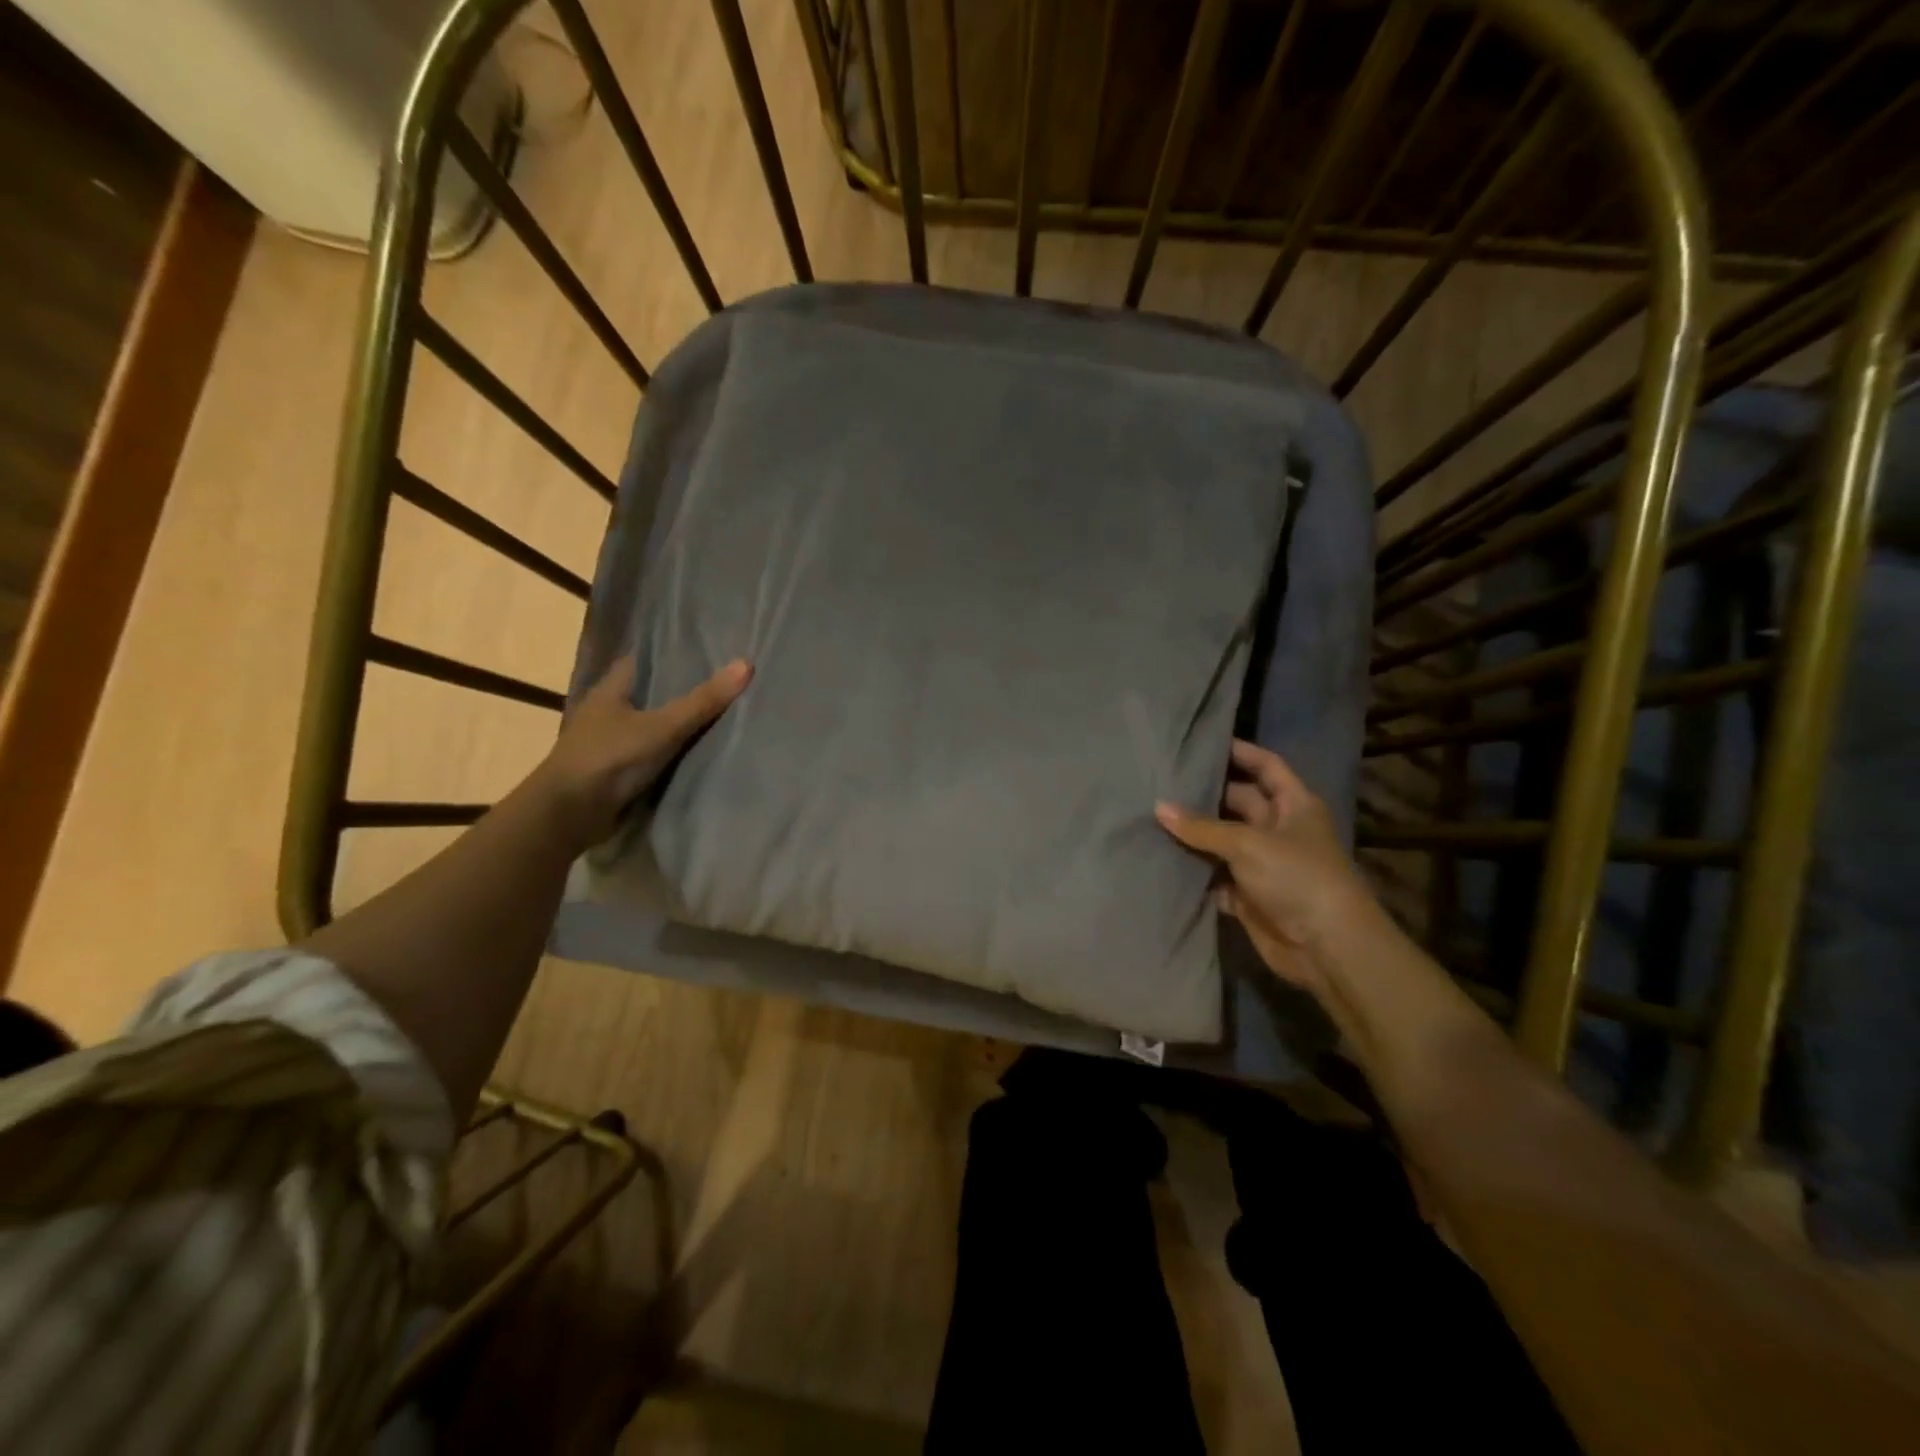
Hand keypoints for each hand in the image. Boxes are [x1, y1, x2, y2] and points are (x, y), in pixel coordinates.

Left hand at [534, 654, 751, 846]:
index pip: (641, 661)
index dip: (669, 654)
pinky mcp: (614, 771)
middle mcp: (606, 711)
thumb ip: (703, 701)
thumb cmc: (610, 758)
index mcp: (609, 690)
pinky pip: (649, 753)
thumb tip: (746, 664)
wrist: (569, 814)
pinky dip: (669, 751)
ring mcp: (608, 743)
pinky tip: (697, 751)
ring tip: (718, 714)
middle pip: (648, 693)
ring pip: (649, 724)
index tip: (704, 651)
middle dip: (678, 690)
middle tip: (721, 682)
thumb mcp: (663, 727)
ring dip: (674, 723)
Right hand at [1156, 740, 1377, 1000]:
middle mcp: (1279, 829)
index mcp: (1294, 805)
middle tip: (1162, 783)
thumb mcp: (1248, 843)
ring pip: (1222, 841)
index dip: (1241, 752)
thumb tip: (1159, 807)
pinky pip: (1215, 877)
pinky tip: (1161, 860)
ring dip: (1194, 835)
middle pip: (1238, 802)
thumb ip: (1201, 826)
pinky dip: (1194, 872)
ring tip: (1151, 816)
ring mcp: (1263, 864)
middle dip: (1205, 795)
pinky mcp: (1249, 896)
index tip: (1204, 744)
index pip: (1267, 766)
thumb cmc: (1296, 878)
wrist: (1326, 947)